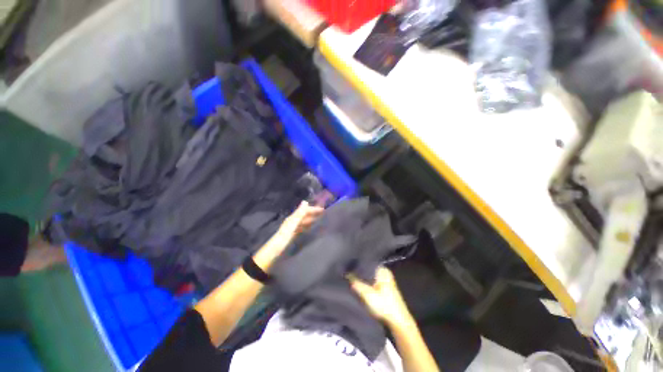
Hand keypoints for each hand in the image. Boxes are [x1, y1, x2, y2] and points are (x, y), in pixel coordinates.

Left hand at [276, 201, 323, 242]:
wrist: (276, 249)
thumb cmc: (285, 236)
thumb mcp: (293, 224)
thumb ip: (299, 213)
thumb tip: (305, 201)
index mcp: (293, 217)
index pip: (304, 210)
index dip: (313, 209)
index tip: (322, 209)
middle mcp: (293, 221)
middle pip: (304, 215)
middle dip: (313, 213)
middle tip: (323, 213)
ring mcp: (293, 228)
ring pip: (304, 221)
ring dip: (311, 219)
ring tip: (320, 218)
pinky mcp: (293, 234)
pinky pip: (302, 228)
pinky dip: (307, 226)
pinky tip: (311, 227)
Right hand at [349, 267, 412, 327]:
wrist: (399, 322)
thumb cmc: (385, 306)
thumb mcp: (368, 295)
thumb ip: (356, 283)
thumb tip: (346, 273)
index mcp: (382, 270)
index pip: (366, 263)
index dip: (357, 265)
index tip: (347, 266)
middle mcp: (384, 272)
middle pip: (367, 270)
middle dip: (359, 272)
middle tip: (347, 273)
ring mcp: (385, 279)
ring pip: (369, 276)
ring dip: (362, 278)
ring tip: (350, 278)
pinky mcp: (384, 287)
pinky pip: (372, 281)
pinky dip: (366, 283)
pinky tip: (358, 285)